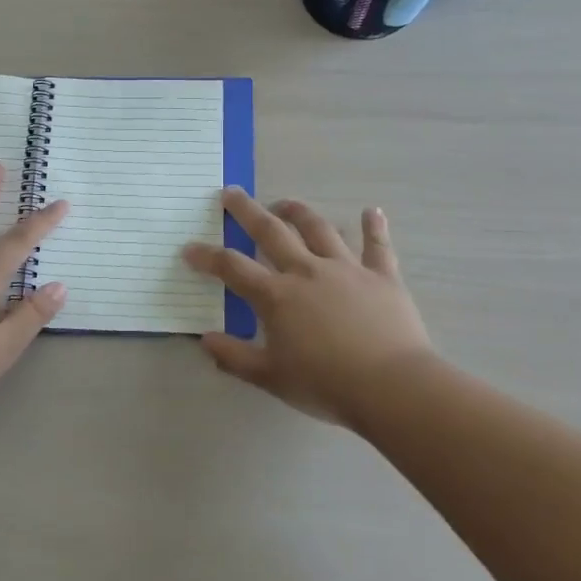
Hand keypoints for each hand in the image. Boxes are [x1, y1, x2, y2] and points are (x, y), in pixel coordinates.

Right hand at [182, 188, 433, 425]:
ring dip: (298, 212)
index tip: (188, 248)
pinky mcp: (382, 276)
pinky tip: (372, 211)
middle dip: (247, 211)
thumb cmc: (326, 385)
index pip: (232, 268)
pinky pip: (377, 246)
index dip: (207, 257)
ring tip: (284, 202)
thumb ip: (234, 357)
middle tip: (231, 193)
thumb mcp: (270, 377)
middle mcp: (307, 271)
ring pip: (318, 229)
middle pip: (271, 232)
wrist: (392, 387)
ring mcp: (346, 269)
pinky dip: (374, 227)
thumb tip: (205, 339)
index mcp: (277, 296)